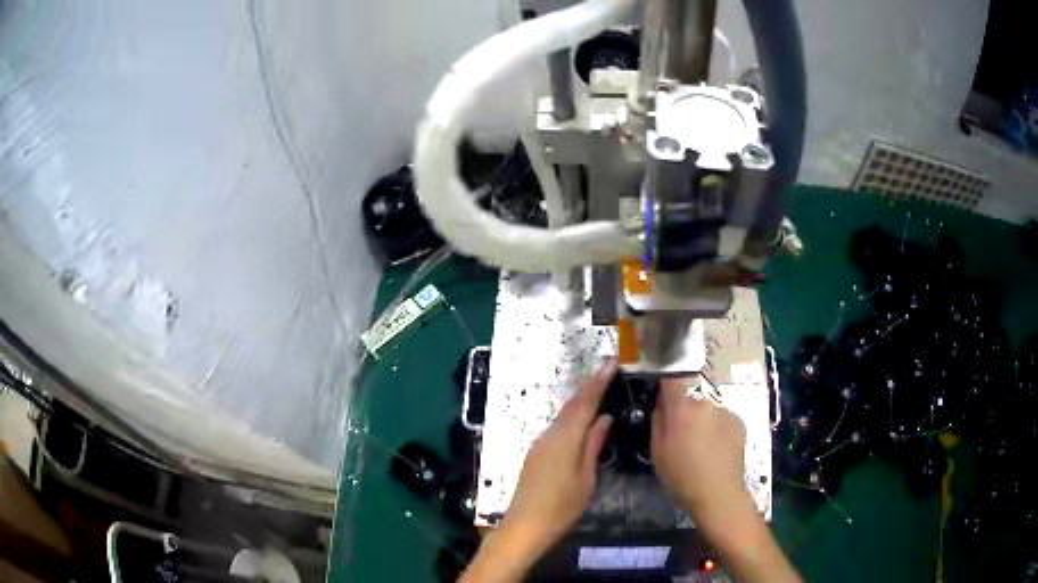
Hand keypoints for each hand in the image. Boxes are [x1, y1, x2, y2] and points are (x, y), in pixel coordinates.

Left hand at [461, 362, 614, 581]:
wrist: (525, 525)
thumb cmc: (562, 506)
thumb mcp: (586, 478)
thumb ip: (593, 445)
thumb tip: (604, 418)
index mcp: (565, 439)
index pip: (584, 403)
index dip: (598, 382)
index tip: (611, 362)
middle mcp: (550, 435)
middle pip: (572, 405)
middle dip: (590, 387)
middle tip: (609, 371)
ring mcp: (540, 443)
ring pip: (564, 415)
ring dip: (581, 401)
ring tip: (600, 389)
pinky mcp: (536, 453)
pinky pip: (558, 427)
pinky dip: (572, 417)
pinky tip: (583, 419)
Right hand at [652, 376, 801, 582]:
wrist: (719, 495)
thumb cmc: (681, 477)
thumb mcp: (658, 452)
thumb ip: (658, 420)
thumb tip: (660, 400)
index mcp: (683, 408)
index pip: (672, 376)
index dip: (665, 375)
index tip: (659, 381)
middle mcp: (706, 402)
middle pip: (689, 399)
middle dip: (683, 412)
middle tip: (679, 437)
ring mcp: (726, 411)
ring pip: (706, 411)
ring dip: (701, 422)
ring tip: (700, 449)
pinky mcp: (739, 422)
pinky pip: (721, 420)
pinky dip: (716, 430)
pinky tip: (715, 451)